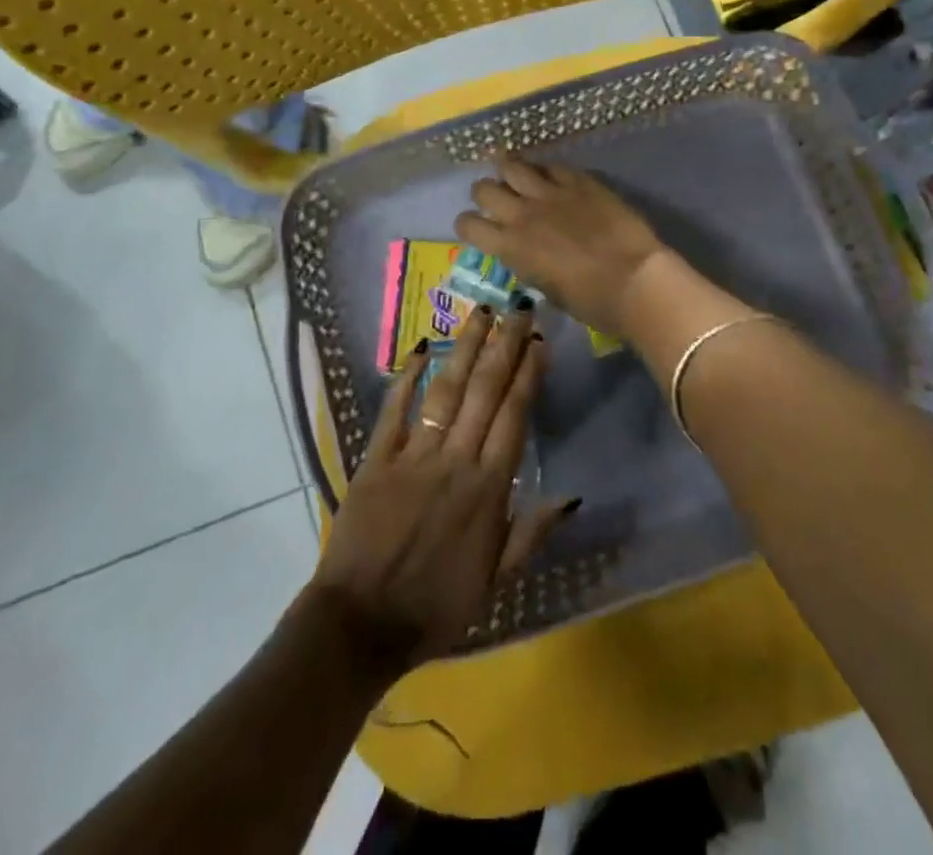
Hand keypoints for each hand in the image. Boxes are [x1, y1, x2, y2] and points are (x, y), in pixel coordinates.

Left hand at [307, 305, 577, 677]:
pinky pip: (395, 409)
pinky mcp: (377, 457)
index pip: (514, 416)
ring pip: (446, 389)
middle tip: (519, 308)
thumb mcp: (496, 583)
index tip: (539, 341)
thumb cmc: (436, 606)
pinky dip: (408, 376)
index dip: (528, 375)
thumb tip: (571, 496)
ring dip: (465, 348)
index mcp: (488, 489)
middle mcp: (455, 460)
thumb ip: (532, 534)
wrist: (361, 624)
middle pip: (485, 391)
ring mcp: (414, 454)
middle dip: (505, 346)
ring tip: (482, 313)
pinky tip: (422, 347)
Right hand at [455, 158, 669, 335]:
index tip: (478, 228)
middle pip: (483, 188)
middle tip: (499, 200)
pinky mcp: (579, 181)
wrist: (634, 280)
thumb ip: (528, 263)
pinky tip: (554, 178)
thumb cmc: (591, 301)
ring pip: (512, 165)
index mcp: (509, 246)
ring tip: (517, 176)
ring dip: (510, 171)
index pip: (467, 225)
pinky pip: (552, 166)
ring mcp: (550, 193)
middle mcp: (521, 214)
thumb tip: (526, 251)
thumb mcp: (546, 288)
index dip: (468, 225)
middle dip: (485, 193)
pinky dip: (547, 172)